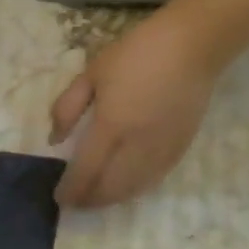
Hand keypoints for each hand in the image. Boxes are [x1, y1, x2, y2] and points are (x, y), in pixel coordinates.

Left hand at [50, 6, 219, 208]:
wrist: (193, 44)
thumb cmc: (136, 53)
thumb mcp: (91, 73)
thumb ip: (67, 107)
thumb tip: (54, 139)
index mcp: (111, 126)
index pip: (86, 170)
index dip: (72, 189)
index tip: (60, 198)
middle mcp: (137, 144)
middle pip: (110, 187)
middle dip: (90, 200)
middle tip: (76, 204)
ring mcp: (161, 148)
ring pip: (133, 188)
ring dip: (112, 199)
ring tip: (96, 201)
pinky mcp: (180, 146)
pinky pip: (155, 178)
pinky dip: (136, 189)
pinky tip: (126, 189)